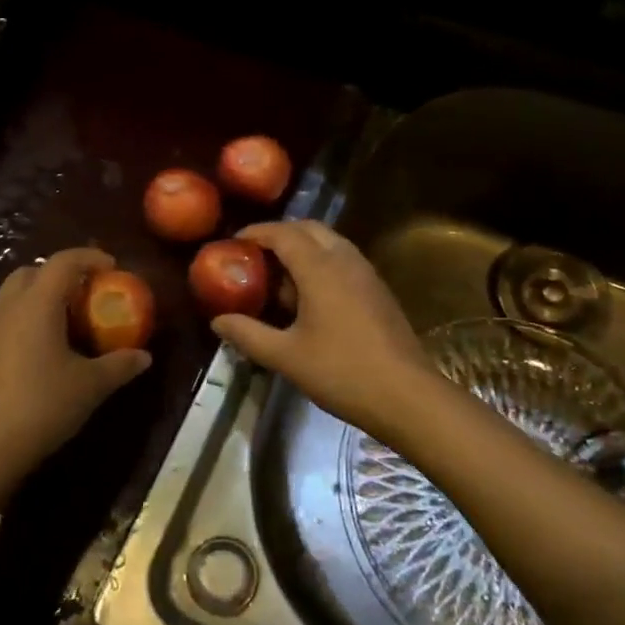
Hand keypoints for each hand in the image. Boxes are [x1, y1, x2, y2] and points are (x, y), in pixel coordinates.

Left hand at [0, 248, 151, 487]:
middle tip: (86, 294)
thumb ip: (119, 365)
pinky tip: (40, 349)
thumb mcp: (90, 386)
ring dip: (40, 296)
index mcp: (37, 303)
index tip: (112, 268)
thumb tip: (144, 357)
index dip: (90, 258)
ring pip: (14, 294)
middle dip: (61, 274)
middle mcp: (8, 306)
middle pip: (34, 272)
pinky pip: (4, 318)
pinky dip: (25, 318)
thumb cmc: (42, 405)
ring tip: (65, 321)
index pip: (64, 262)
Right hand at [210, 221, 438, 434]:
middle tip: (256, 254)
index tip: (234, 242)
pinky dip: (322, 262)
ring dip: (304, 247)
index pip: (284, 234)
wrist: (406, 395)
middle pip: (309, 229)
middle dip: (280, 233)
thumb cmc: (341, 372)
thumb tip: (218, 321)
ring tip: (280, 274)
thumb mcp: (285, 356)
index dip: (257, 233)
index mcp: (320, 268)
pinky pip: (344, 259)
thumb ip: (248, 334)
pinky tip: (310, 295)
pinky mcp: (379, 290)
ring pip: (330, 242)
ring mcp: (367, 273)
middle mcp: (345, 260)